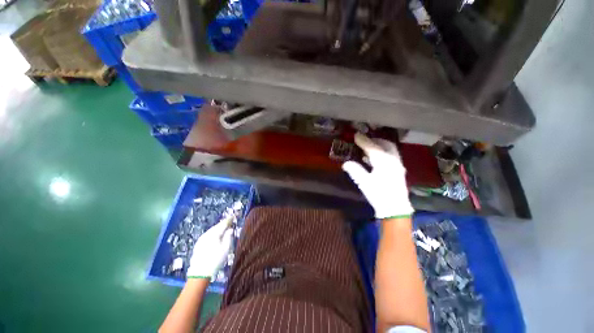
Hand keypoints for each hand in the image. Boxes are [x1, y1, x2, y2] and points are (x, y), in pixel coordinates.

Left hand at [186, 217, 233, 278]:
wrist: (199, 273)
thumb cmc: (215, 260)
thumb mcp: (226, 248)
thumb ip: (228, 237)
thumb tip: (230, 229)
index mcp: (214, 234)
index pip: (223, 224)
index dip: (229, 220)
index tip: (233, 216)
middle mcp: (207, 234)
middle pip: (216, 226)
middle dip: (223, 224)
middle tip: (229, 221)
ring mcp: (201, 239)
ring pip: (211, 231)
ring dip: (218, 229)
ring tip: (224, 228)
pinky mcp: (198, 244)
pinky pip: (208, 235)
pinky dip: (213, 233)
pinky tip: (216, 236)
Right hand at [342, 133, 413, 218]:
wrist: (395, 209)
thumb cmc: (379, 195)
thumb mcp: (364, 183)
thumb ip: (355, 171)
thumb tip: (346, 163)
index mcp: (383, 161)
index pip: (372, 147)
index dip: (363, 141)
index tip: (356, 135)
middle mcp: (393, 160)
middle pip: (386, 144)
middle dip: (375, 140)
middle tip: (365, 140)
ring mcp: (398, 165)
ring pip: (390, 150)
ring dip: (380, 146)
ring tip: (369, 148)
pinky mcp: (399, 171)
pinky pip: (391, 156)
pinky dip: (383, 153)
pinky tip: (375, 159)